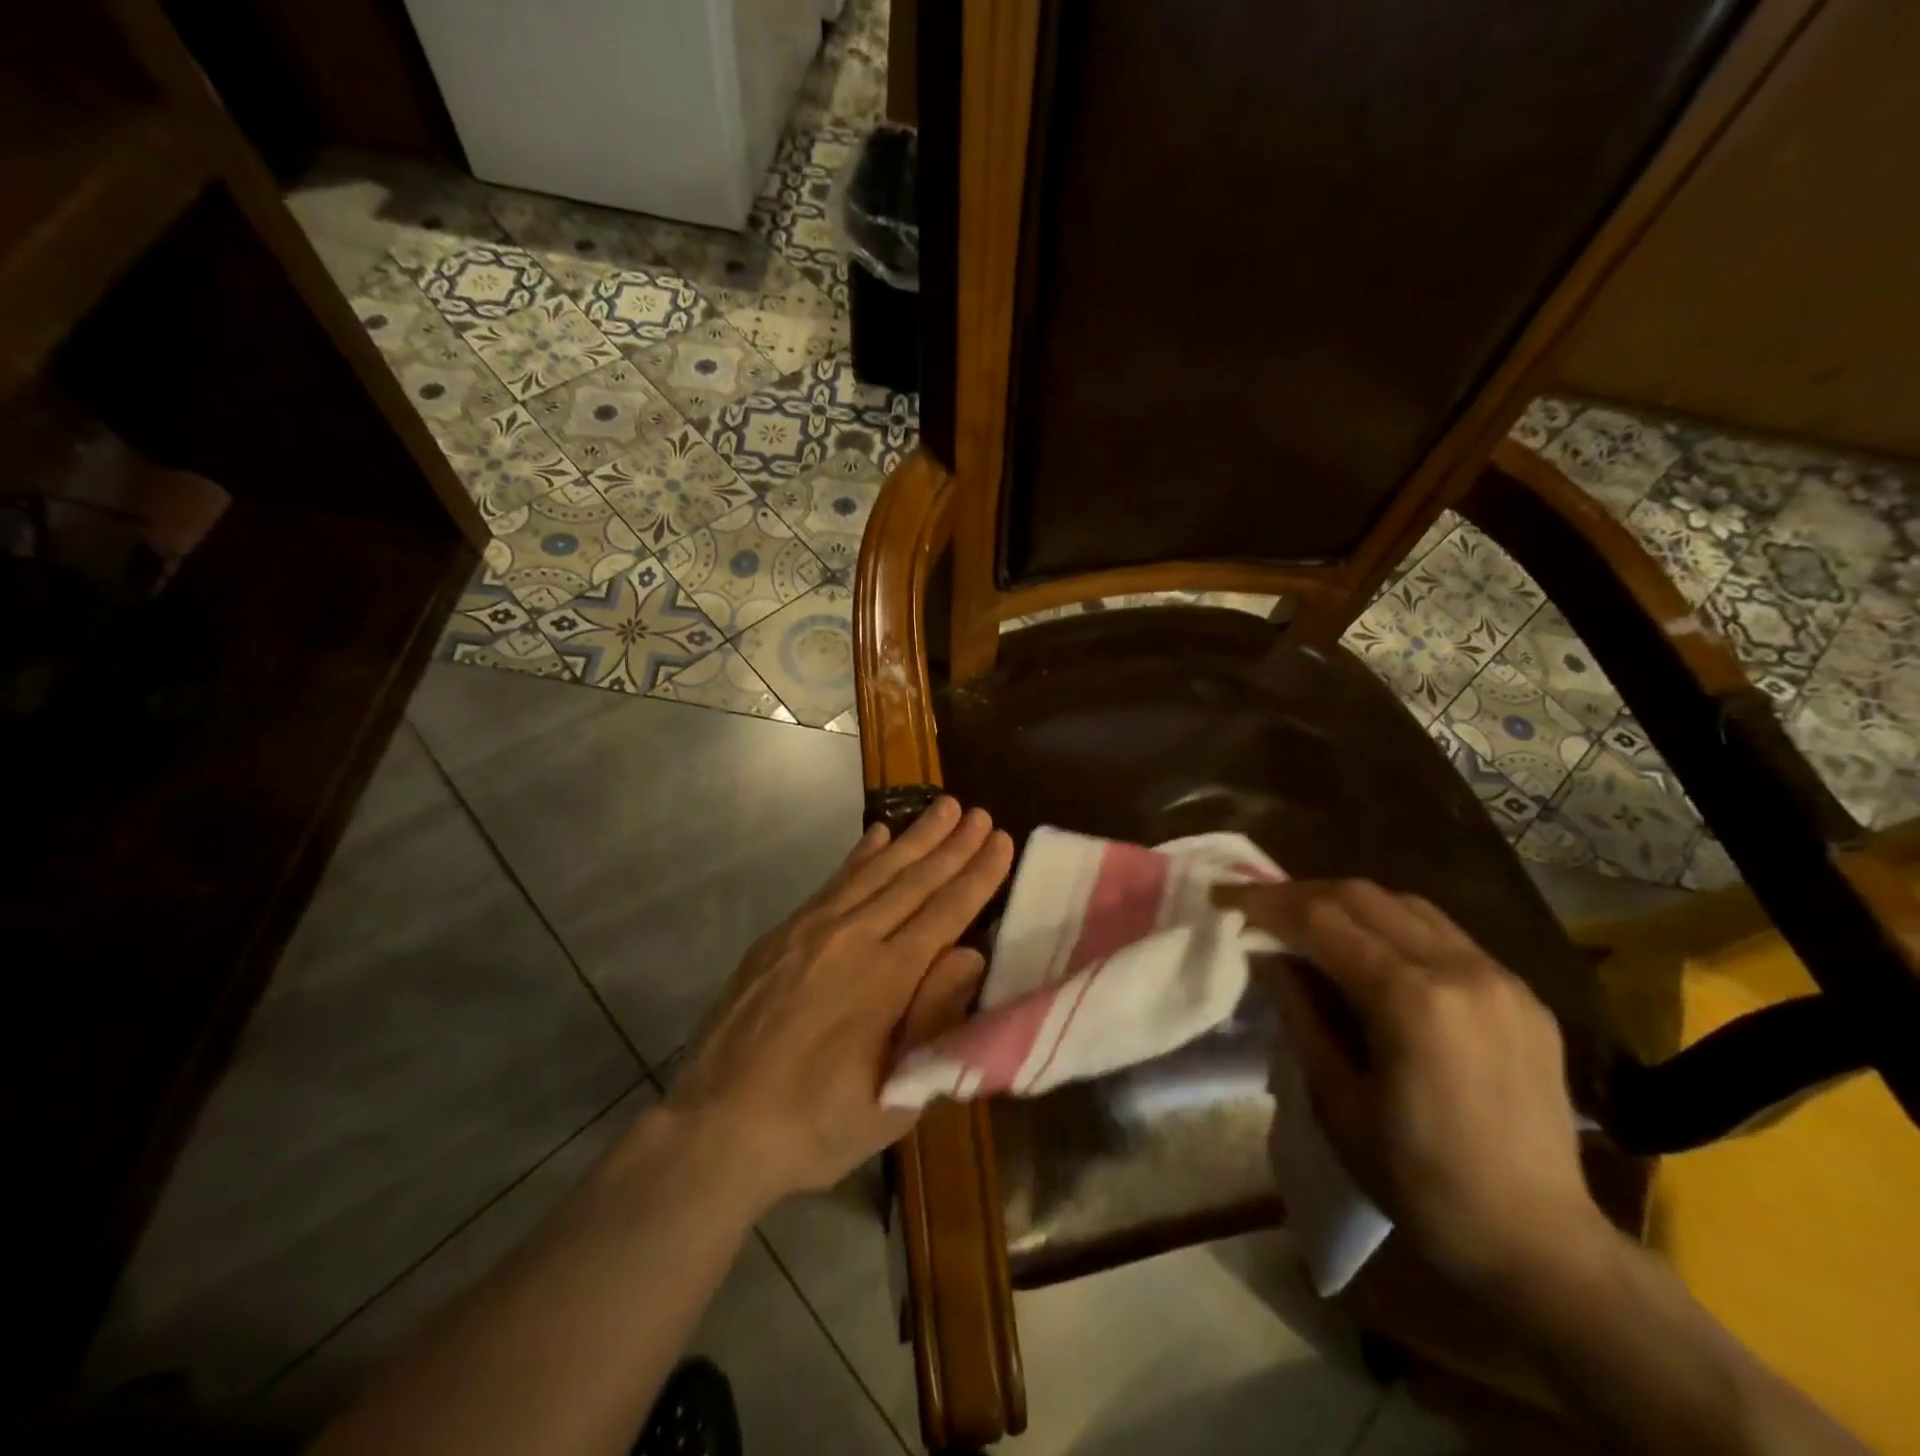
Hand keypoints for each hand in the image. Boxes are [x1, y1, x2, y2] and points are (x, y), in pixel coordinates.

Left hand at [665, 798, 1012, 1209]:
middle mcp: (853, 939)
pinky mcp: (781, 934)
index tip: (1002, 841)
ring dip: (914, 837)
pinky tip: (878, 835)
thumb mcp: (894, 1097)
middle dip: (953, 845)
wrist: (714, 1129)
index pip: (946, 912)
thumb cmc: (815, 1126)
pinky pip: (833, 882)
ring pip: (875, 871)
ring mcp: (811, 930)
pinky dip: (860, 856)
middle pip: (914, 880)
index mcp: (887, 978)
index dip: (978, 875)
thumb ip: (934, 1020)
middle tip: (981, 813)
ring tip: (944, 806)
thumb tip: (970, 954)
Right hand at [1226, 879, 1608, 1293]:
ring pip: (1406, 904)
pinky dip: (1391, 926)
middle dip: (1301, 893)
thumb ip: (1300, 1012)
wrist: (1539, 1242)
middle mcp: (1460, 969)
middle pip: (1363, 896)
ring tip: (1308, 921)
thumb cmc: (1419, 1181)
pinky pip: (1443, 934)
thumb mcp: (1336, 1100)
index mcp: (1413, 1000)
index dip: (1267, 903)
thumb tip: (1265, 954)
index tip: (1226, 898)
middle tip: (1259, 906)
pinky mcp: (1522, 993)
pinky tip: (1370, 952)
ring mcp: (1500, 976)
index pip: (1323, 920)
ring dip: (1347, 903)